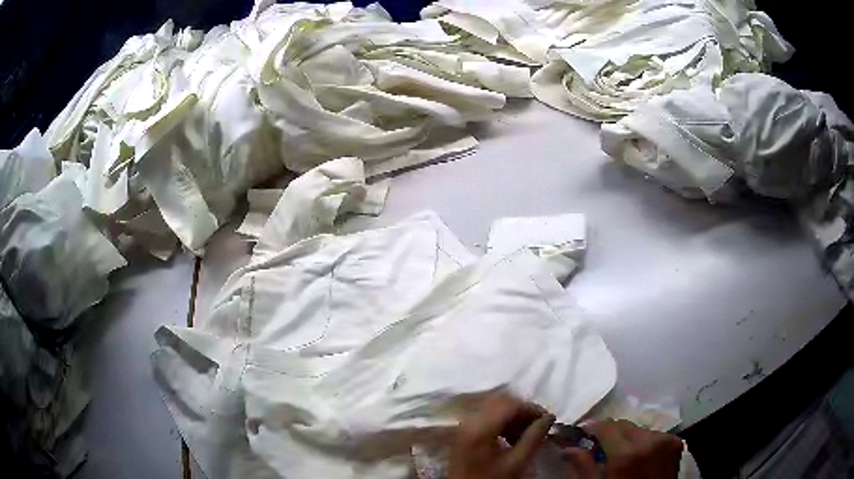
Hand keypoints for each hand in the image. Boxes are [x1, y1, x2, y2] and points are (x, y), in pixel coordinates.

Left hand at [449, 395, 555, 478]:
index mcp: (480, 427)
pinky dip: (503, 424)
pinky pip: (487, 418)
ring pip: (494, 409)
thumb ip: (534, 437)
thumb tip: (549, 417)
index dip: (532, 408)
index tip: (548, 420)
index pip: (510, 404)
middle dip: (523, 412)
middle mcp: (469, 420)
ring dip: (514, 418)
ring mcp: (464, 426)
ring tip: (528, 435)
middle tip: (539, 426)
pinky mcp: (464, 433)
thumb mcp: (516, 462)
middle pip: (501, 403)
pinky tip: (512, 438)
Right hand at [562, 419, 683, 478]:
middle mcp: (649, 440)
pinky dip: (642, 442)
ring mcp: (666, 440)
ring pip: (638, 429)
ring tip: (619, 456)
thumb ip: (584, 467)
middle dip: (609, 434)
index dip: (591, 429)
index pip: (606, 426)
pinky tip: (638, 457)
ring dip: (626, 438)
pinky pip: (653, 435)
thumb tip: (568, 449)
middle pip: (623, 425)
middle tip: (597, 449)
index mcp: (627, 453)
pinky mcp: (675, 443)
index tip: (581, 435)